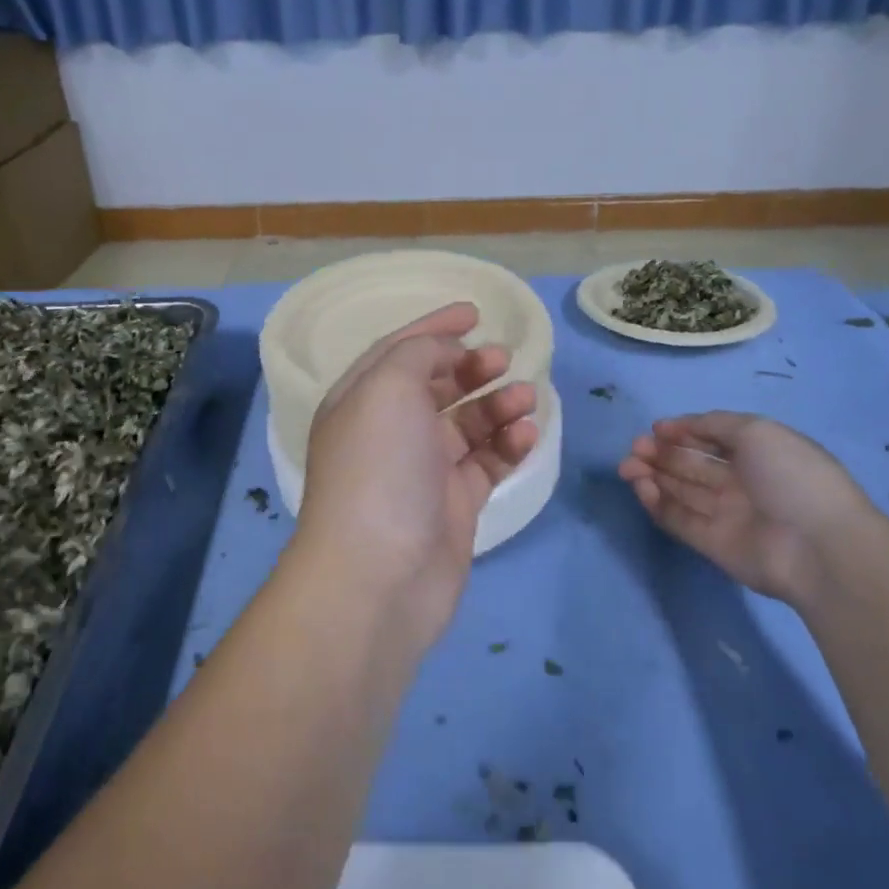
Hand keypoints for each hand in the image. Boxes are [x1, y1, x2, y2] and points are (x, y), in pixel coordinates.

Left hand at [296, 303, 538, 644]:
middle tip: (502, 360)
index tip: (474, 313)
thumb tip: (443, 353)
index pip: (399, 350)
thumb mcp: (387, 387)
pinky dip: (508, 445)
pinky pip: (486, 463)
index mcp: (360, 400)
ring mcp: (422, 471)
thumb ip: (416, 354)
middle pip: (435, 386)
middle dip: (471, 367)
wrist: (379, 574)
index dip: (435, 328)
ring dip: (497, 405)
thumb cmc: (379, 467)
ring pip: (467, 424)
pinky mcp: (454, 505)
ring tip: (525, 398)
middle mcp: (389, 432)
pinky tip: (527, 434)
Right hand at [619, 411, 878, 603]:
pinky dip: (656, 502)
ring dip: (652, 475)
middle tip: (635, 448)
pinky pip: (678, 519)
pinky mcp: (712, 544)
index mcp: (757, 453)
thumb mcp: (757, 431)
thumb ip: (713, 424)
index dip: (683, 432)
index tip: (656, 429)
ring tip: (628, 466)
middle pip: (691, 464)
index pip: (712, 438)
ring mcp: (726, 514)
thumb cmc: (791, 476)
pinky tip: (641, 487)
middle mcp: (740, 482)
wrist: (818, 547)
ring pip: (680, 490)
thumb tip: (677, 427)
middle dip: (660, 453)